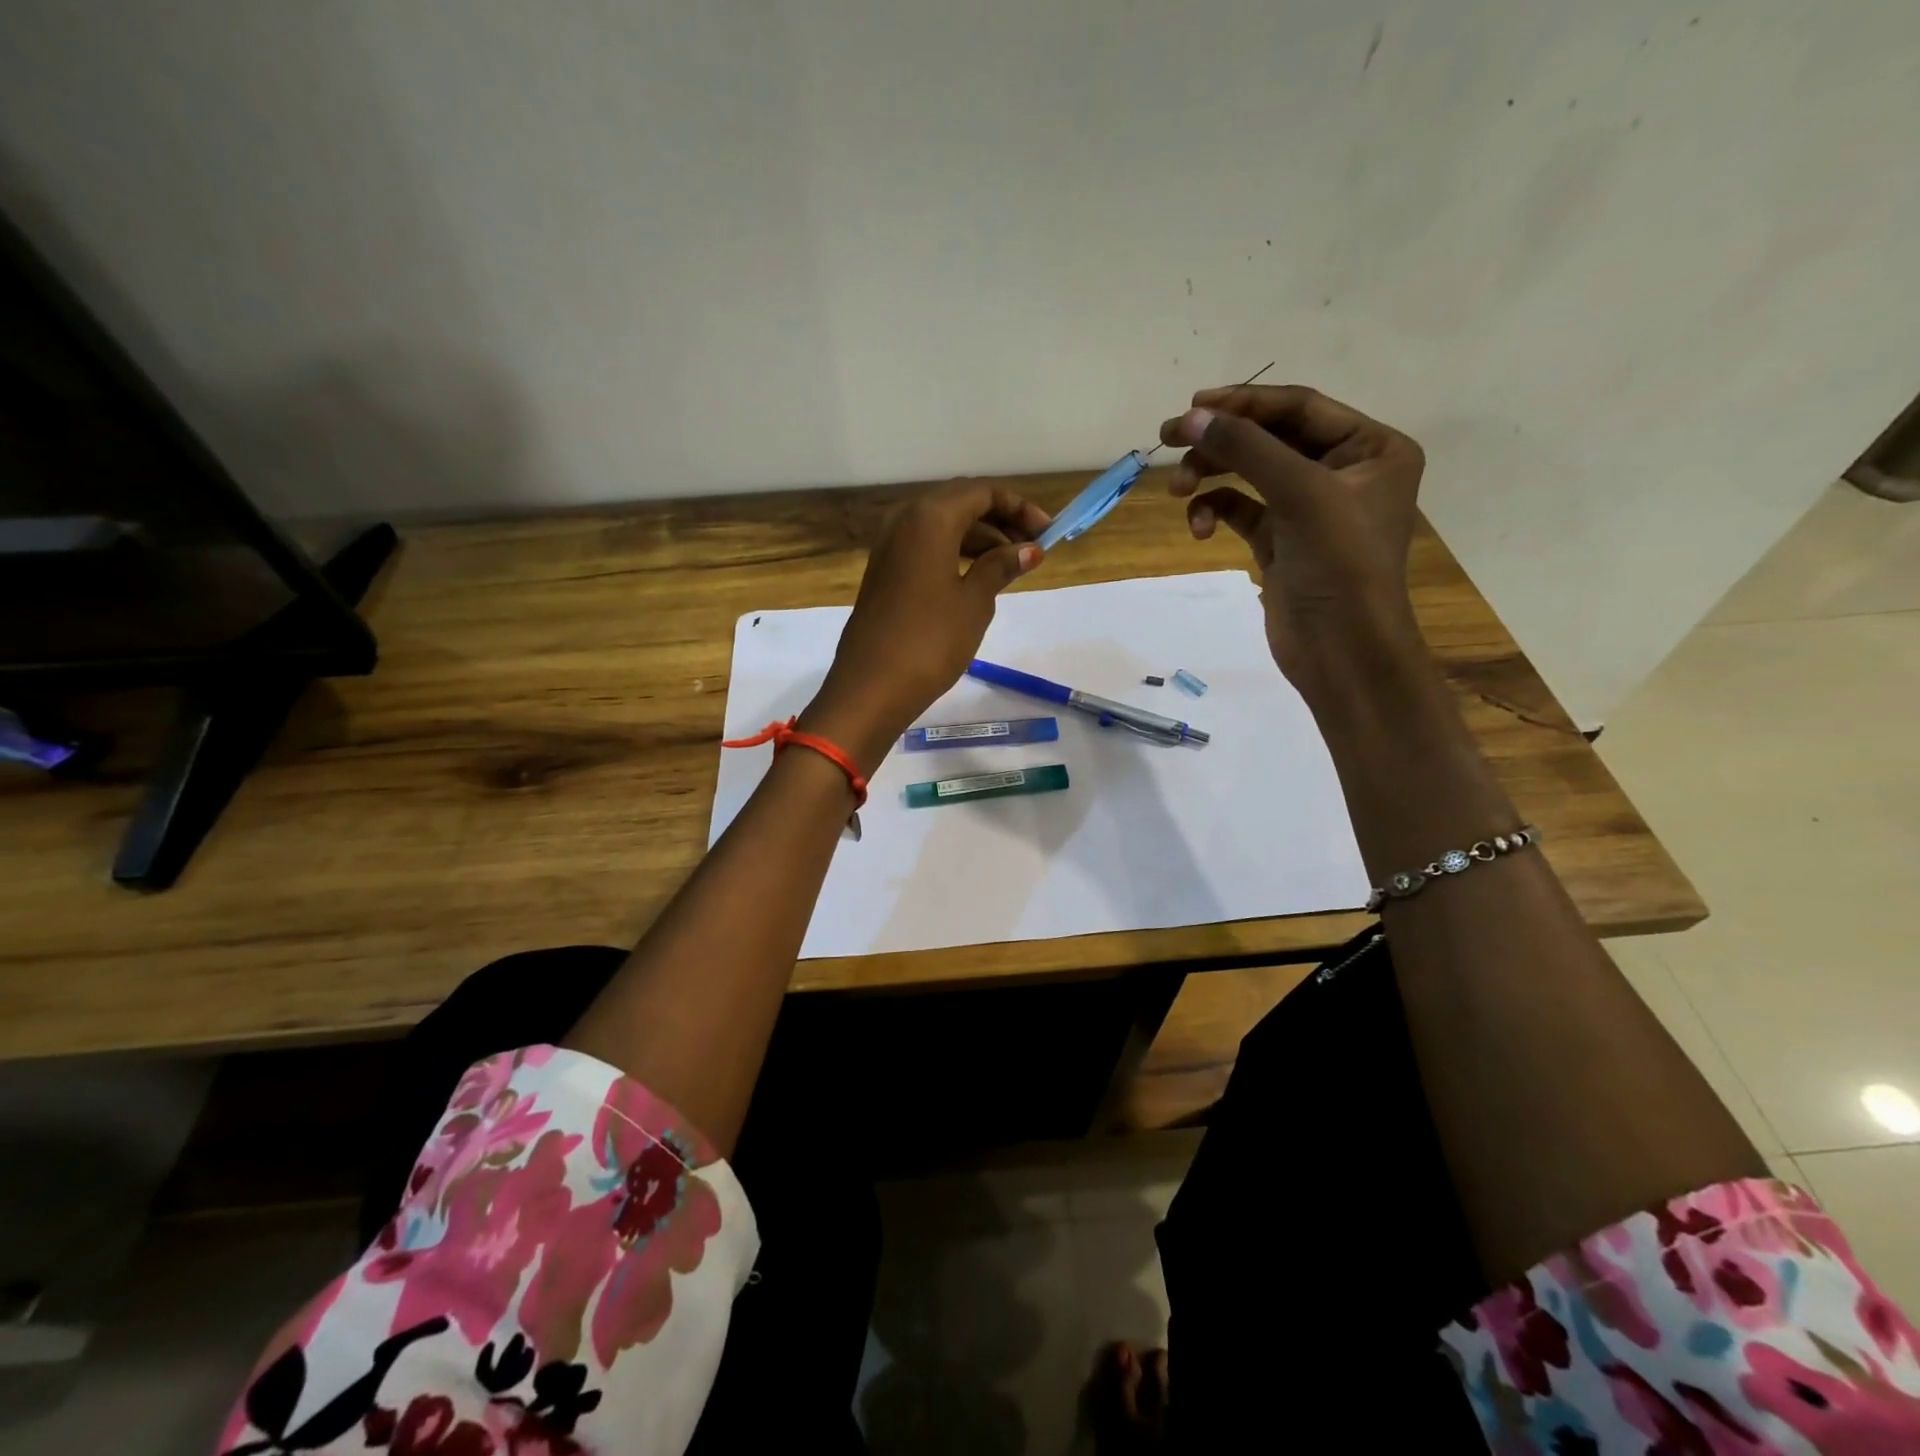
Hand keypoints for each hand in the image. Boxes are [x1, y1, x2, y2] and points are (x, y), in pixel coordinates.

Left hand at [801, 483, 1049, 771]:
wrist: (872, 686)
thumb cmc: (930, 640)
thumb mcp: (975, 601)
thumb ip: (1001, 566)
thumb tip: (1028, 549)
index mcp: (929, 517)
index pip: (982, 492)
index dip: (1019, 507)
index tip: (1048, 533)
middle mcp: (904, 520)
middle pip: (960, 504)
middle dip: (1000, 520)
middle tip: (1032, 547)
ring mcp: (889, 546)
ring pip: (942, 526)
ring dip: (978, 538)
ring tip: (1011, 566)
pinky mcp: (884, 571)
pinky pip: (926, 546)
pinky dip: (955, 553)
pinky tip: (977, 577)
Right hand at [1161, 383, 1426, 694]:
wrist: (1342, 652)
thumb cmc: (1340, 566)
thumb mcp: (1300, 496)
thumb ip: (1246, 450)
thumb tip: (1192, 417)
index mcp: (1370, 448)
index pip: (1299, 408)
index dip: (1244, 403)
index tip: (1192, 406)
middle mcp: (1343, 471)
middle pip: (1270, 438)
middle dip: (1220, 441)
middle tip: (1168, 440)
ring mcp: (1309, 508)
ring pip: (1250, 474)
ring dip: (1211, 477)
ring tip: (1177, 492)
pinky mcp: (1281, 541)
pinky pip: (1241, 510)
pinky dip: (1216, 511)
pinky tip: (1199, 529)